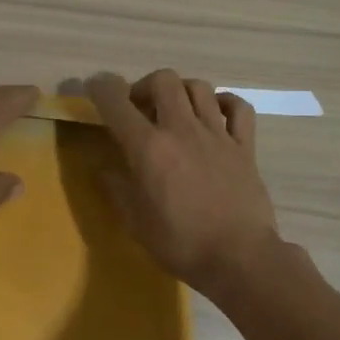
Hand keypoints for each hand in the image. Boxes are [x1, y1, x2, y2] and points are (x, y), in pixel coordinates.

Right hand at [85, 70, 281, 297]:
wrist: (240, 259)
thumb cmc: (181, 244)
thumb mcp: (136, 223)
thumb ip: (118, 190)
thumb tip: (105, 170)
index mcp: (149, 148)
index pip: (117, 103)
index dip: (101, 87)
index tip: (95, 87)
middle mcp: (182, 130)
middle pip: (163, 80)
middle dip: (145, 86)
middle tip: (139, 109)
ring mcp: (217, 135)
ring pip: (199, 87)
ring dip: (181, 91)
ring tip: (174, 111)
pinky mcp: (245, 147)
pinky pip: (238, 108)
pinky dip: (224, 103)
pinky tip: (215, 115)